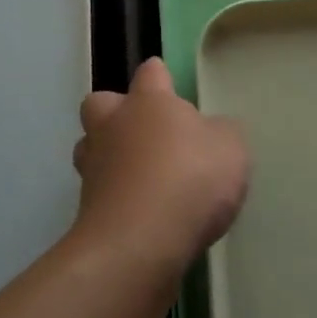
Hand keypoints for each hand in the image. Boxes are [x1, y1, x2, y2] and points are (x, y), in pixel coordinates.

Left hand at [71, 58, 248, 271]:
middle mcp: (113, 126)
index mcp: (148, 102)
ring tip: (138, 175)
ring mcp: (94, 168)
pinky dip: (115, 196)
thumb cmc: (190, 180)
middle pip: (101, 103)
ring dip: (109, 155)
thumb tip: (210, 131)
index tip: (169, 83)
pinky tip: (140, 212)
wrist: (138, 243)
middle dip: (116, 111)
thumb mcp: (230, 148)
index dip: (160, 77)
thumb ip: (221, 133)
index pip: (150, 73)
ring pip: (90, 147)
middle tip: (145, 131)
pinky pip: (100, 191)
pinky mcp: (86, 209)